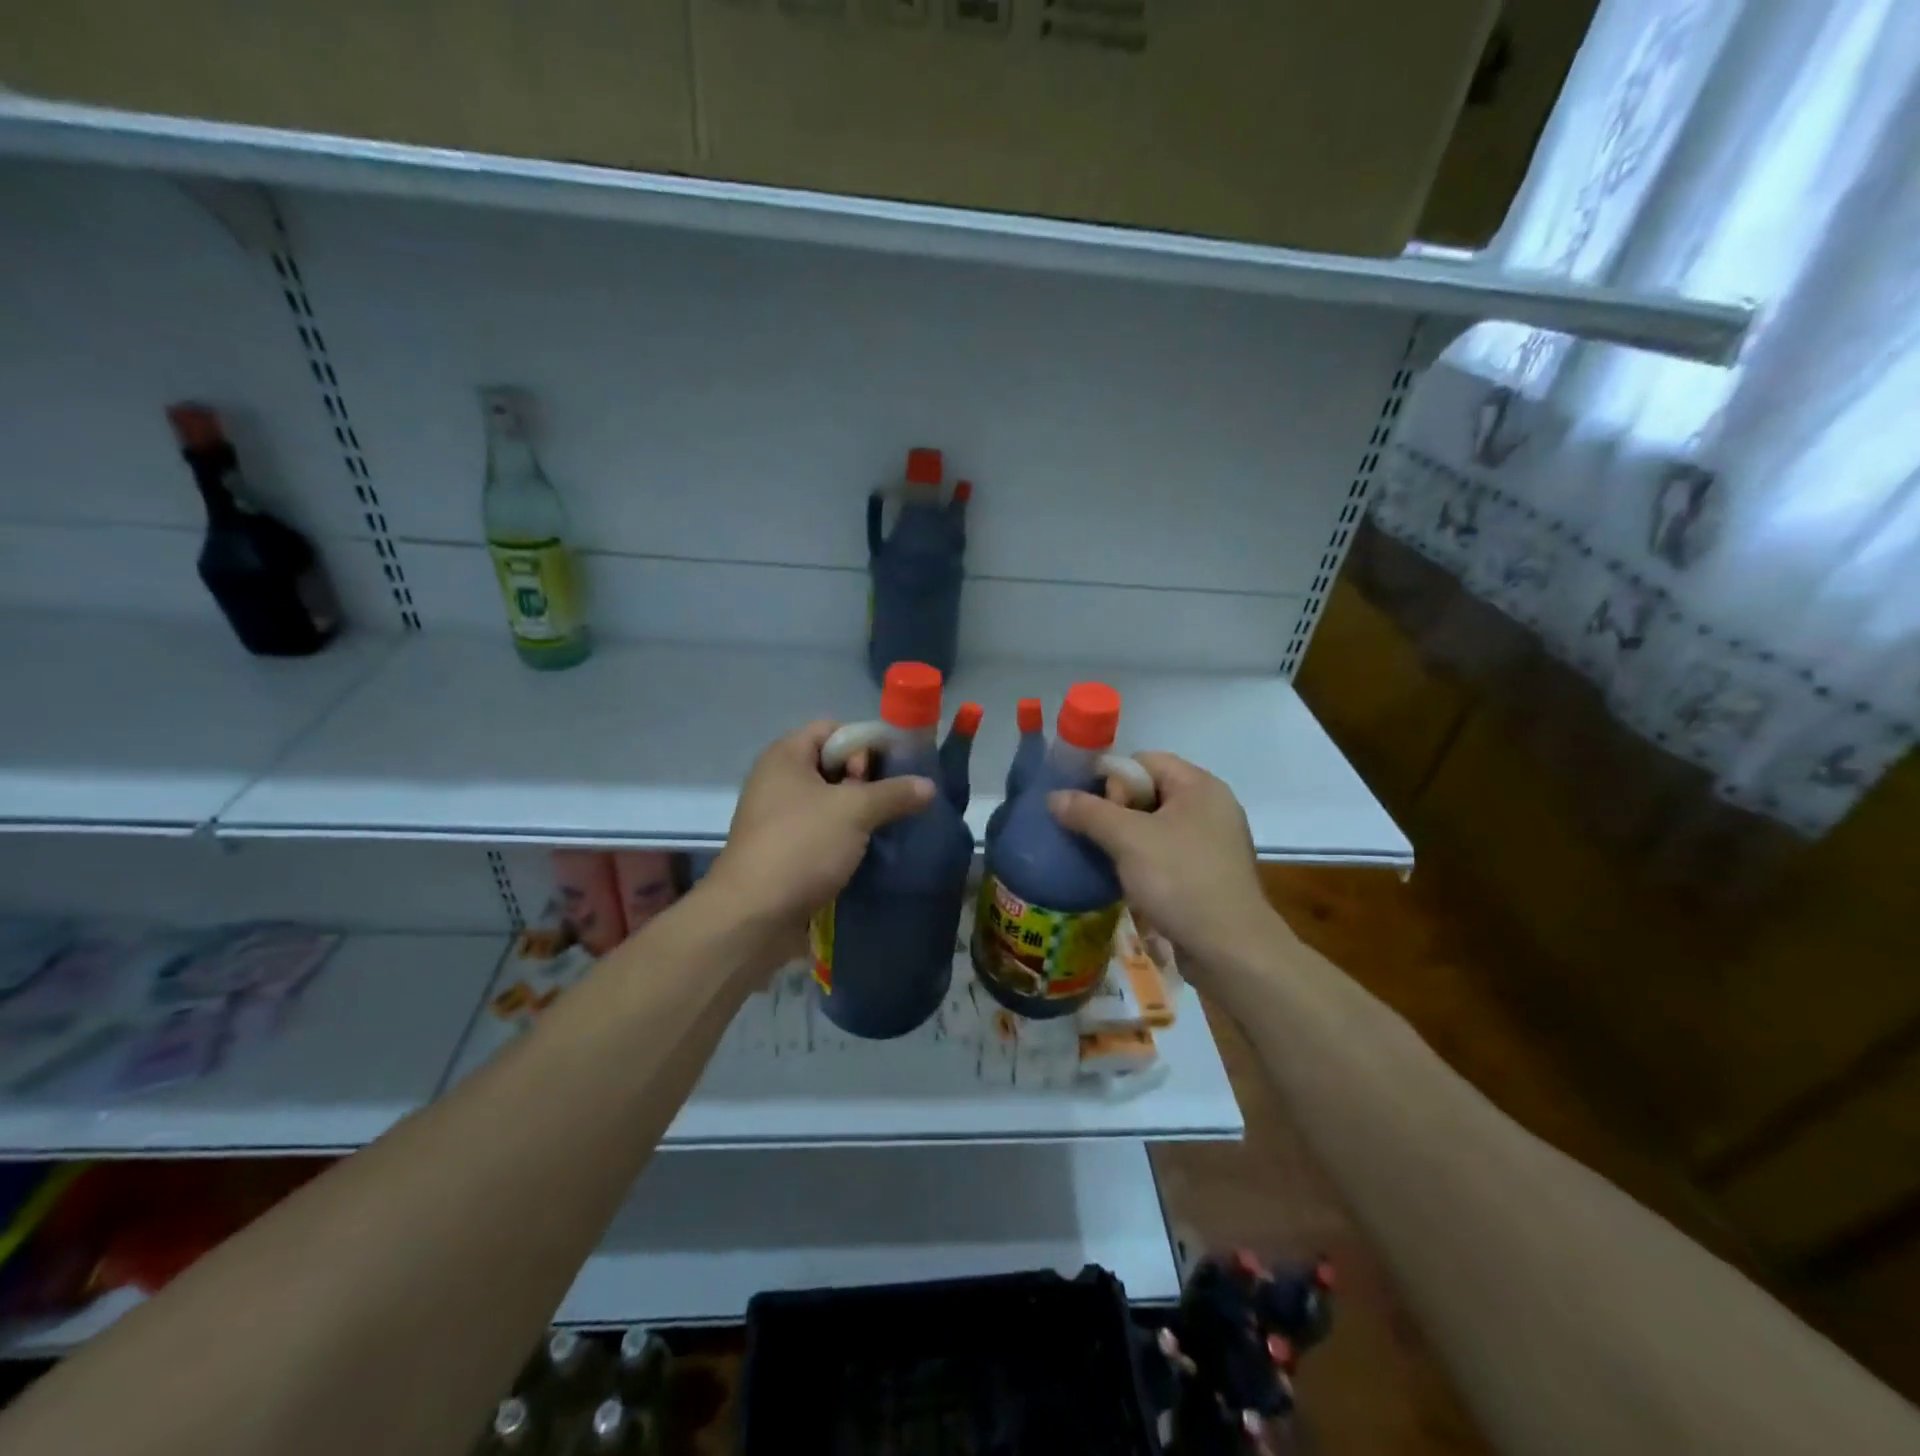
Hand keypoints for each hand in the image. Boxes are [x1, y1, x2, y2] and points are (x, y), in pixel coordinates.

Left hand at [703, 721, 935, 959]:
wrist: (753, 917)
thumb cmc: (801, 846)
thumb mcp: (854, 811)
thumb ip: (894, 793)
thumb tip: (928, 786)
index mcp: (786, 756)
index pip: (831, 728)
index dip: (865, 740)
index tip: (896, 764)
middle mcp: (778, 781)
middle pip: (832, 764)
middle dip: (867, 778)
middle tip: (895, 798)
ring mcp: (780, 819)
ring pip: (830, 802)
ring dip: (861, 812)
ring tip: (893, 823)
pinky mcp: (786, 852)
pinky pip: (823, 832)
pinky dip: (848, 837)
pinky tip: (874, 849)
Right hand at [1047, 752, 1279, 972]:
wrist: (1230, 950)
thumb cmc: (1180, 880)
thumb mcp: (1128, 840)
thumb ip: (1088, 812)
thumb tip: (1054, 797)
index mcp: (1200, 786)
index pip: (1144, 761)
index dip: (1113, 779)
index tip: (1092, 809)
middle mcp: (1210, 807)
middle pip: (1149, 792)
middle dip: (1116, 811)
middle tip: (1097, 837)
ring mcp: (1213, 843)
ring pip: (1155, 826)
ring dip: (1125, 840)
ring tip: (1102, 859)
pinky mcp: (1209, 875)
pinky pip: (1167, 855)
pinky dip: (1143, 862)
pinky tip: (1124, 881)